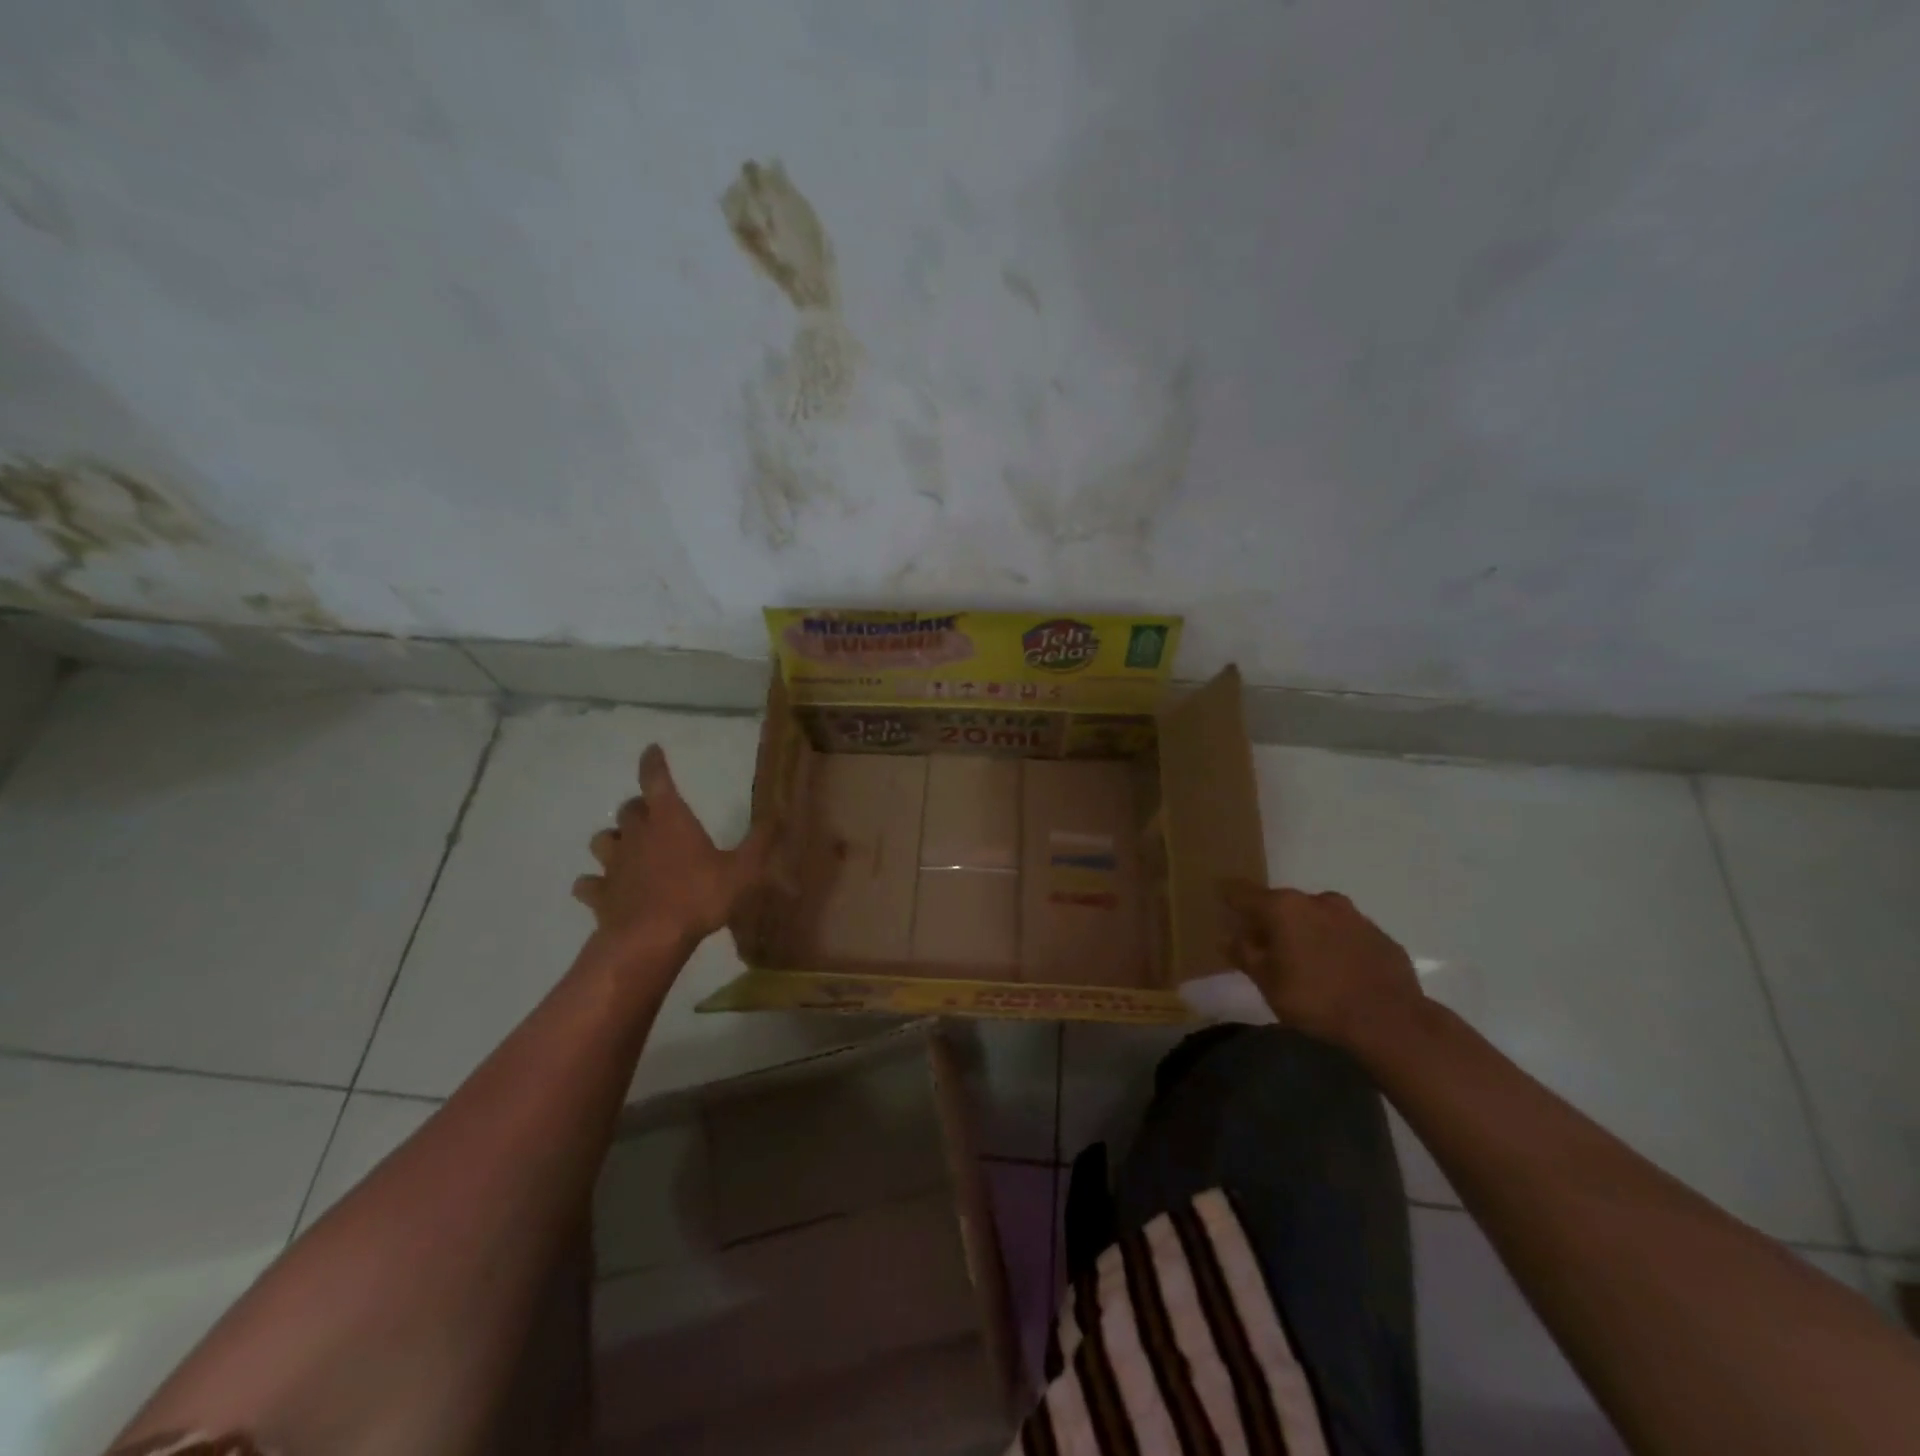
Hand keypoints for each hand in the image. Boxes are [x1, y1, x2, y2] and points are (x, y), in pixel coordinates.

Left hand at [572, 745, 775, 958]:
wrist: (649, 940)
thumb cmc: (698, 897)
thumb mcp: (743, 870)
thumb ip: (761, 842)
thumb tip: (778, 815)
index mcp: (670, 821)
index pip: (657, 780)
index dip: (654, 763)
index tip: (651, 750)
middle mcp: (638, 835)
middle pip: (629, 809)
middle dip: (640, 807)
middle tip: (653, 814)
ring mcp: (614, 865)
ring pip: (603, 840)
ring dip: (613, 839)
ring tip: (626, 847)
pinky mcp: (600, 894)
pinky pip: (588, 883)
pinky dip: (593, 883)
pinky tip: (602, 888)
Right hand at [1220, 880, 1422, 1049]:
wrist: (1391, 1022)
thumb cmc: (1316, 1000)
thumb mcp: (1268, 983)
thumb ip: (1244, 955)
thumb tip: (1228, 937)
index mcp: (1284, 907)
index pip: (1242, 892)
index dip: (1227, 896)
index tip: (1218, 900)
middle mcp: (1317, 900)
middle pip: (1281, 903)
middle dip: (1269, 920)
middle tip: (1262, 944)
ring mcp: (1353, 916)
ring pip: (1316, 916)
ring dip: (1304, 931)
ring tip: (1302, 959)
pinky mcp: (1379, 935)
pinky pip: (1344, 934)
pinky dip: (1334, 945)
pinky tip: (1336, 970)